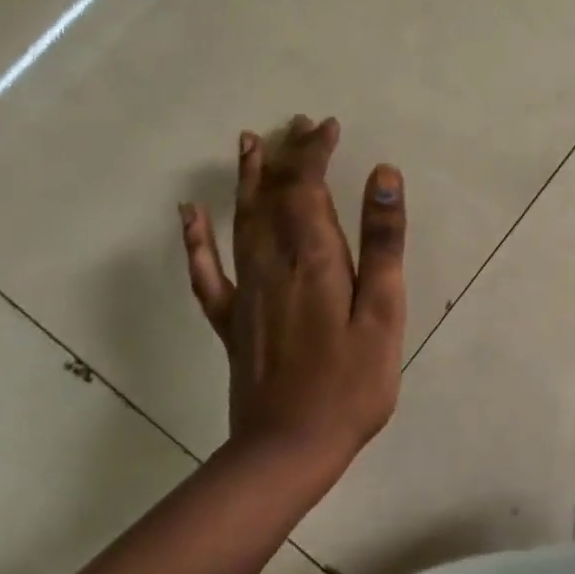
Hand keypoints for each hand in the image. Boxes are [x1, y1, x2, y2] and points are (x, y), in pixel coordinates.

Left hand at [180, 115, 406, 460]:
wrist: (288, 449)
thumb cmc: (352, 381)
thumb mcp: (384, 310)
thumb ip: (382, 241)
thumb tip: (383, 174)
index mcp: (313, 258)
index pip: (307, 186)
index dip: (315, 151)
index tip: (328, 126)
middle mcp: (273, 263)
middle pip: (274, 195)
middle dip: (286, 155)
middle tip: (297, 124)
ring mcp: (246, 292)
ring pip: (242, 220)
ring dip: (247, 180)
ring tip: (249, 144)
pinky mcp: (232, 321)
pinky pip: (207, 271)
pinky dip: (197, 240)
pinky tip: (190, 216)